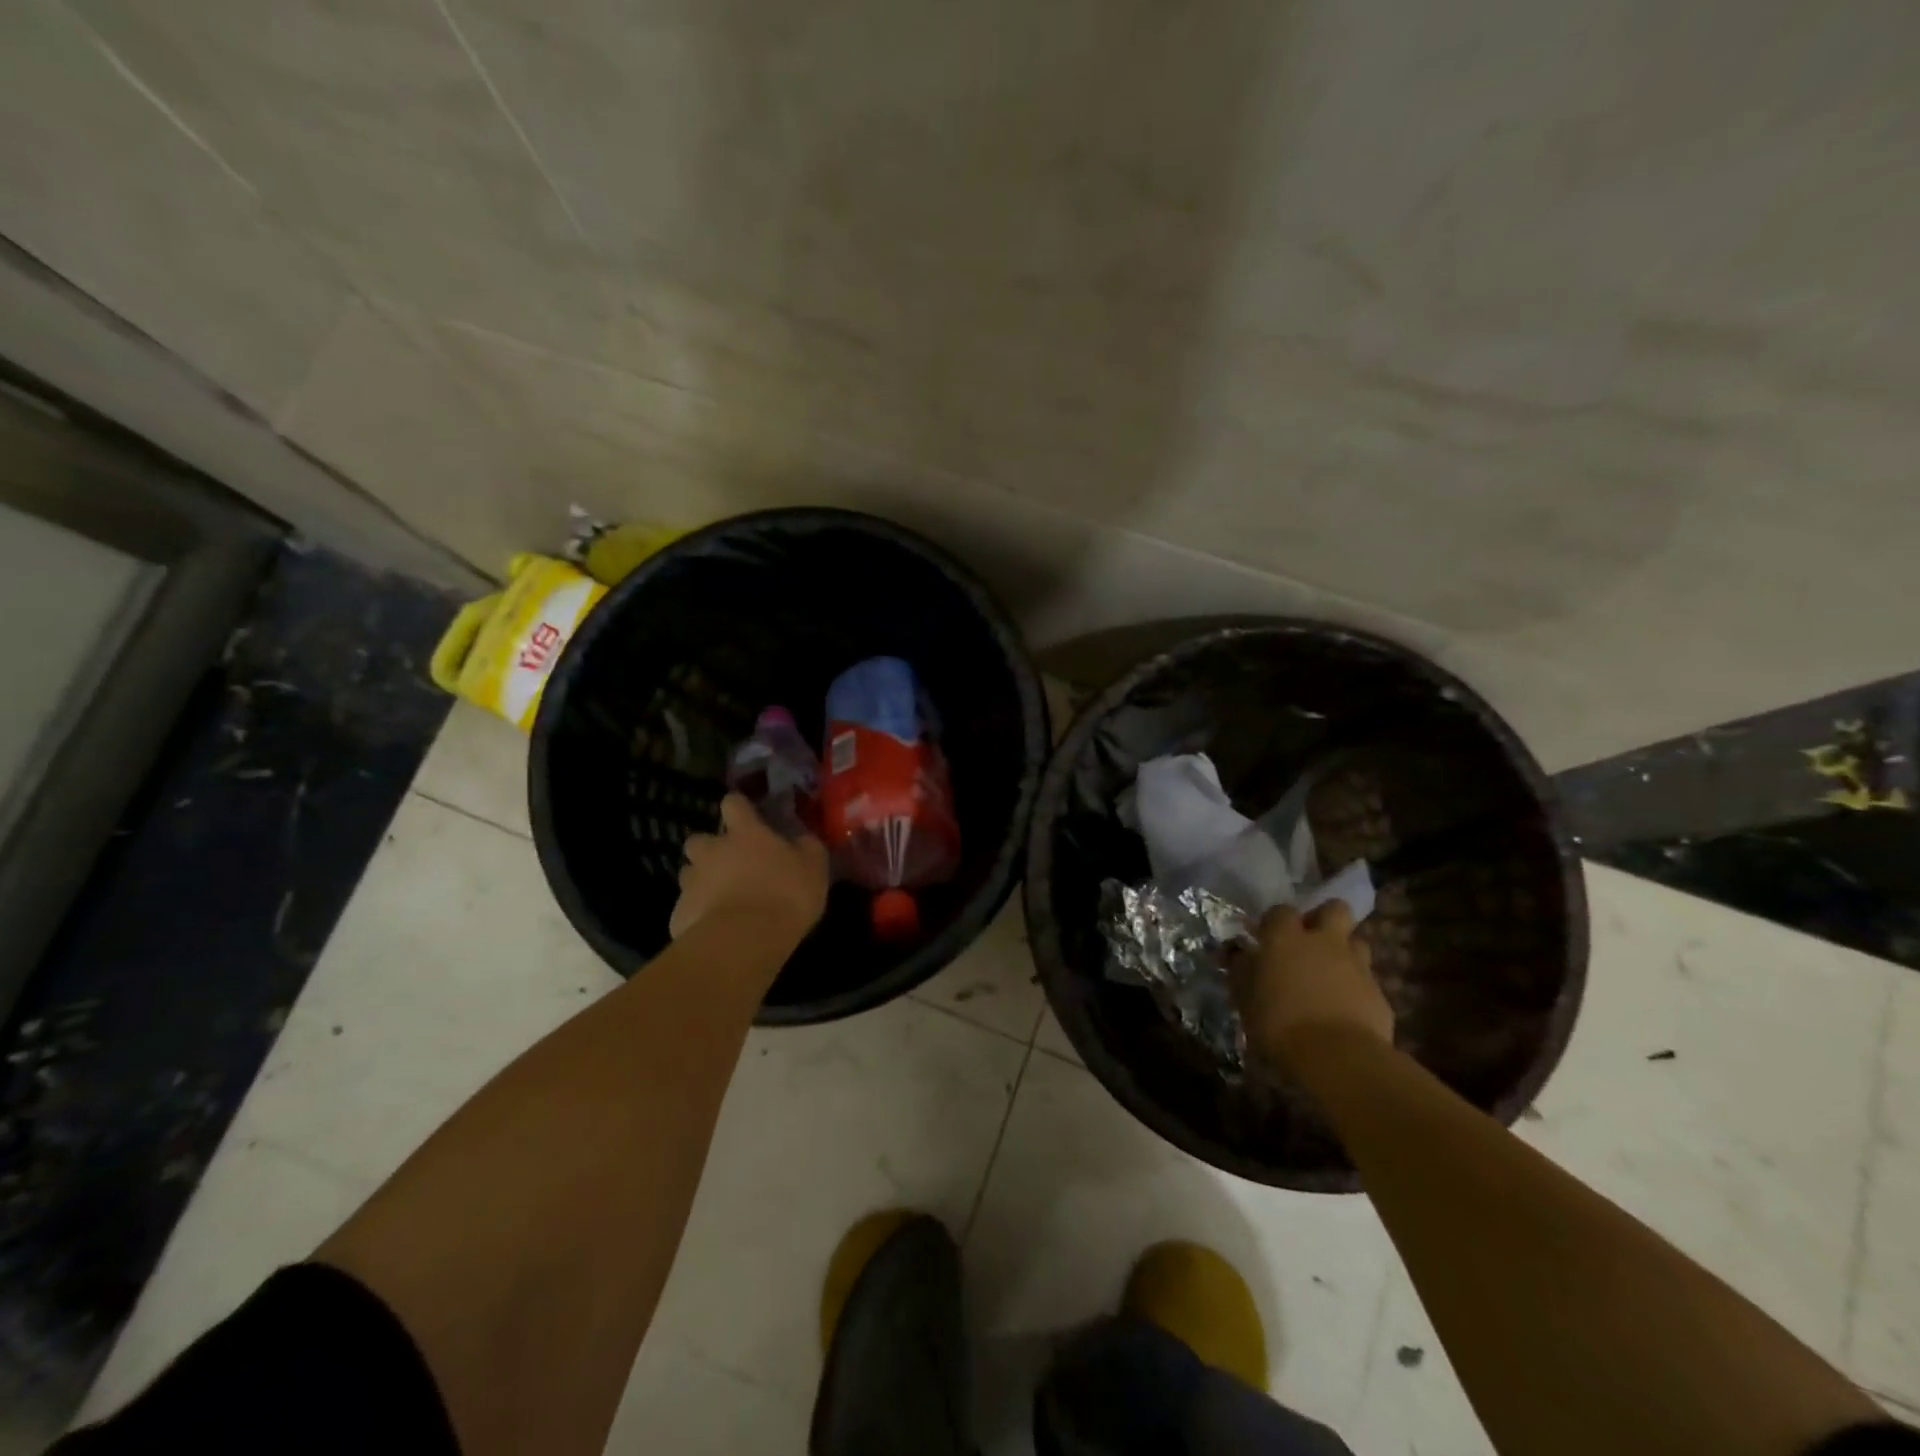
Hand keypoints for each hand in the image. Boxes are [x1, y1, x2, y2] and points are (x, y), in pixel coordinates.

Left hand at [670, 794, 829, 941]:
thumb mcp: (814, 867)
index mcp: (744, 833)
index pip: (733, 803)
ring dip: (702, 881)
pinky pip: (687, 908)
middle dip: (709, 849)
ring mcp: (691, 882)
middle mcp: (712, 851)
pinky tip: (715, 929)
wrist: (745, 941)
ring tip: (722, 899)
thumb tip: (802, 838)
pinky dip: (698, 913)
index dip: (739, 807)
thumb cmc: (785, 895)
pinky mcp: (680, 914)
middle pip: (699, 840)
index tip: (747, 816)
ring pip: (689, 874)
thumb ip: (807, 847)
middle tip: (729, 864)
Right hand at [1234, 899, 1392, 1063]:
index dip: (1275, 921)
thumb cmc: (1279, 1022)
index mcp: (1286, 938)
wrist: (1338, 1058)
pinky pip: (1367, 981)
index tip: (1266, 937)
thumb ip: (1242, 970)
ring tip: (1330, 974)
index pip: (1281, 911)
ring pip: (1357, 942)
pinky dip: (1356, 988)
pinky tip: (1344, 1009)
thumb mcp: (1245, 997)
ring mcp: (1357, 966)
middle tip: (1310, 939)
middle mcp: (1324, 942)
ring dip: (1344, 952)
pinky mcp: (1379, 995)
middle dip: (1324, 918)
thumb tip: (1238, 954)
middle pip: (1335, 909)